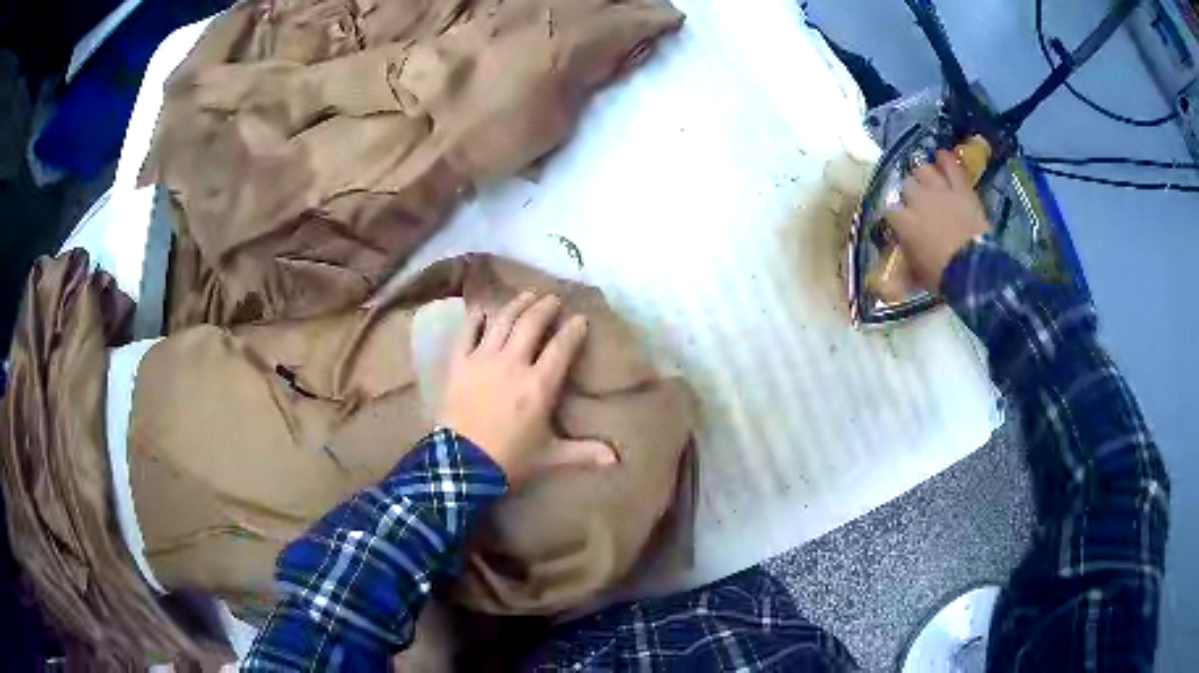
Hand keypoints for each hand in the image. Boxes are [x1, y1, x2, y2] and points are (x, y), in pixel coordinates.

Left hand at [438, 291, 617, 485]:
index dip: (573, 330)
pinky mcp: (458, 364)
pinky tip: (483, 311)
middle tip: (553, 299)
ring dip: (516, 305)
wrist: (461, 466)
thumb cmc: (510, 460)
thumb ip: (584, 453)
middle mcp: (512, 364)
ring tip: (527, 295)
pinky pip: (467, 333)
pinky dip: (476, 319)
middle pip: (531, 324)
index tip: (580, 319)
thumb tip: (616, 459)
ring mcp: (482, 360)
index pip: (561, 347)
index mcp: (539, 385)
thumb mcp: (551, 457)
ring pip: (502, 322)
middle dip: (545, 308)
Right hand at [885, 149, 990, 290]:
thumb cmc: (943, 276)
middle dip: (910, 193)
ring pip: (924, 170)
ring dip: (924, 175)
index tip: (899, 224)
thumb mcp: (919, 274)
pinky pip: (951, 167)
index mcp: (904, 221)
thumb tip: (902, 263)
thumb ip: (908, 261)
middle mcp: (918, 199)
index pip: (890, 211)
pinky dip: (946, 160)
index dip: (895, 216)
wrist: (974, 268)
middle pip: (907, 186)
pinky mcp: (961, 189)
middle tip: (916, 203)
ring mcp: (940, 191)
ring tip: (926, 179)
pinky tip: (941, 155)